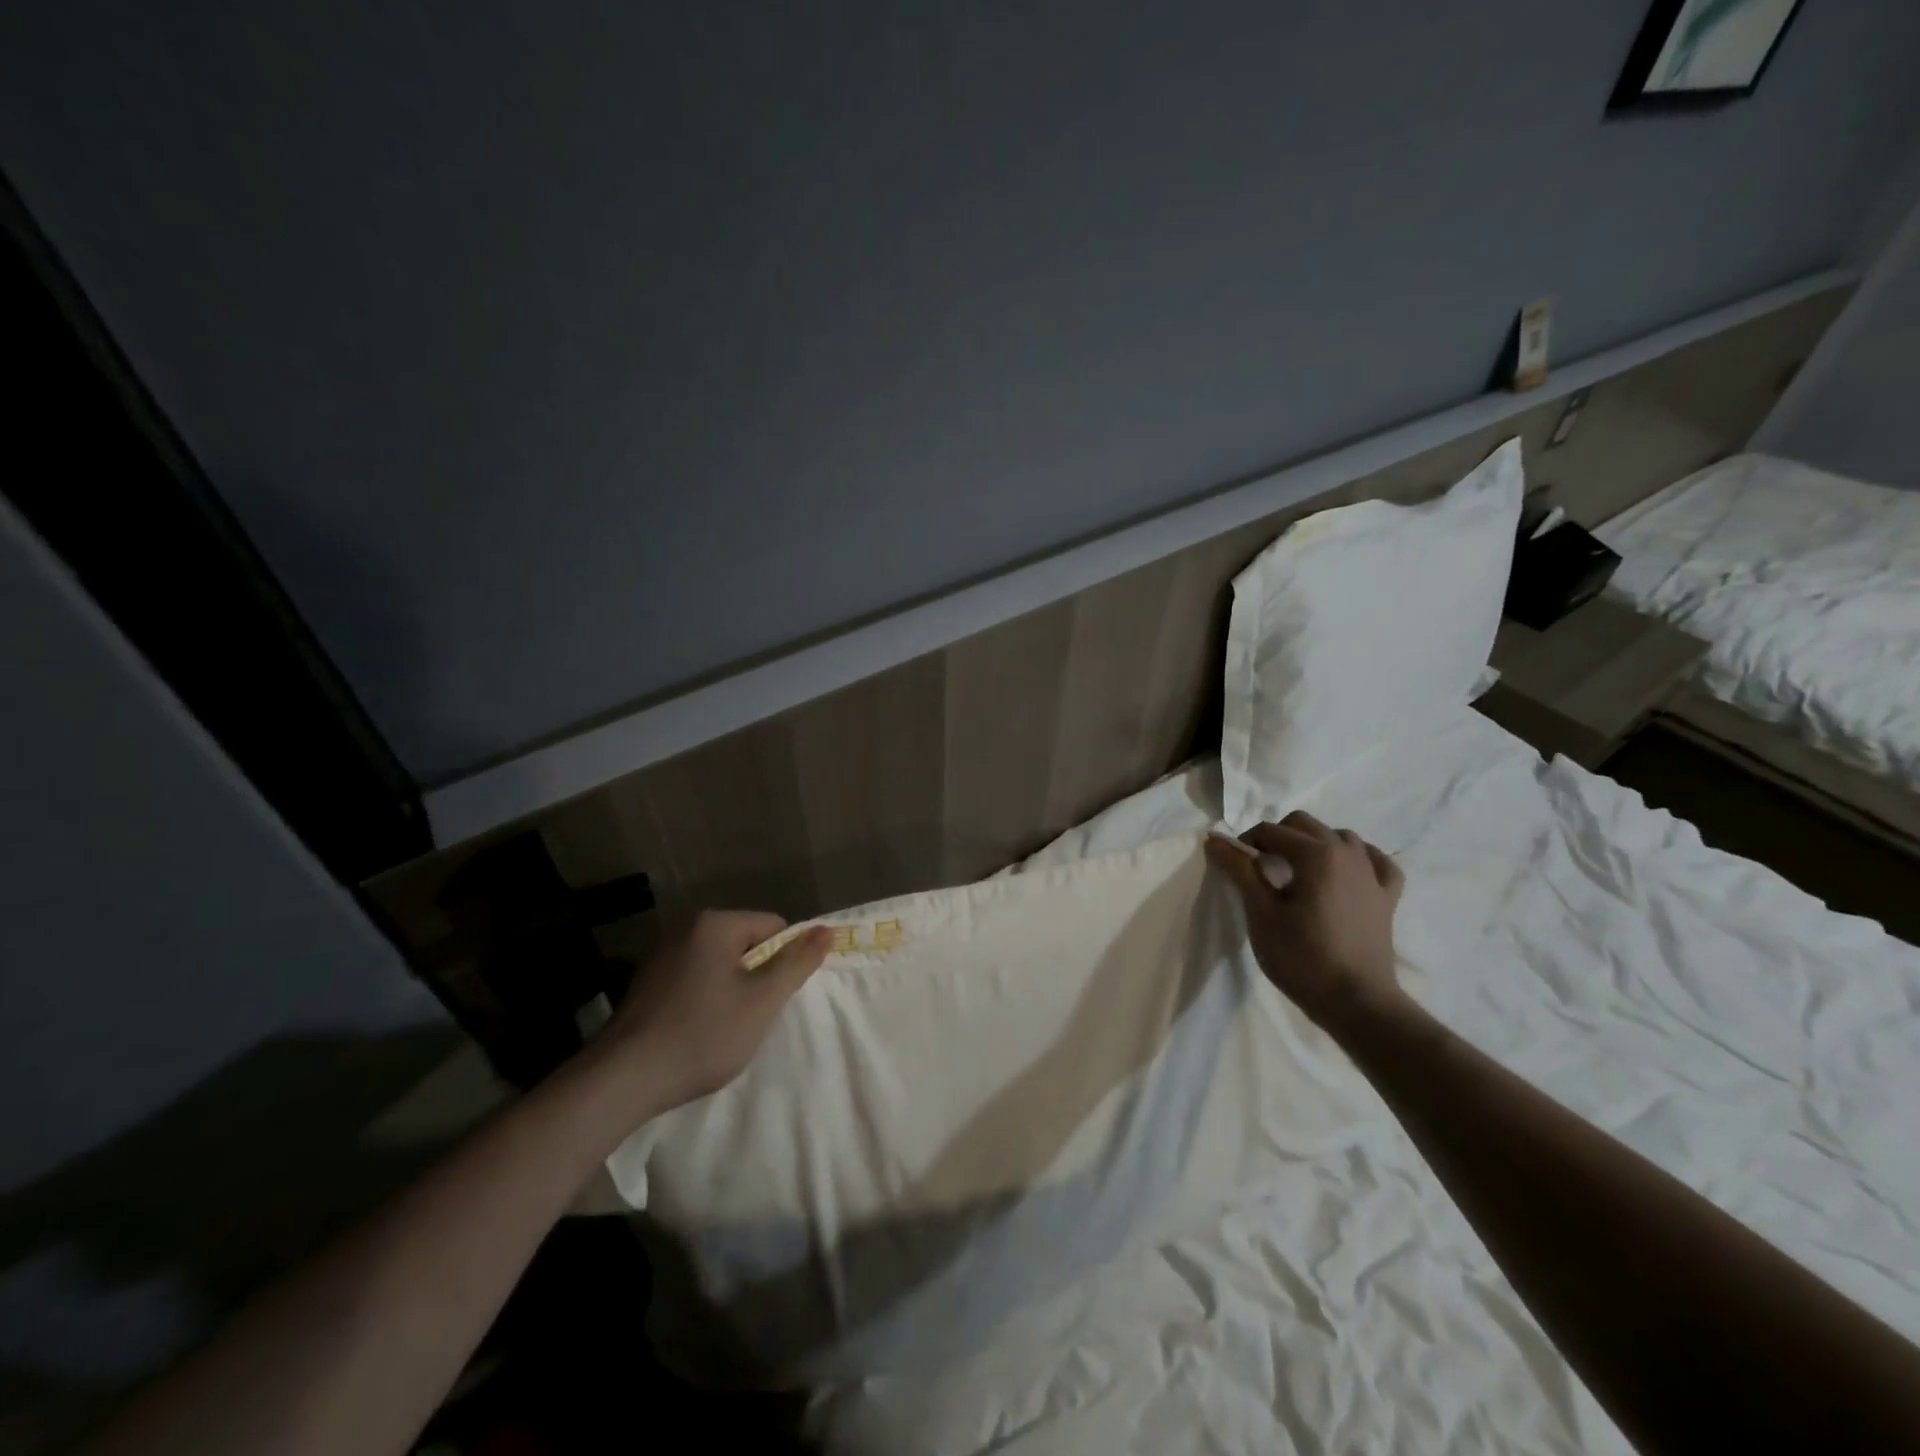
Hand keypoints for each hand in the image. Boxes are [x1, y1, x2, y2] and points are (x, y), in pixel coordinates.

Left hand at [592, 910, 831, 1113]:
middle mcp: (685, 929)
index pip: (773, 927)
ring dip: (731, 990)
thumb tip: (827, 929)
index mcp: (714, 924)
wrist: (623, 1080)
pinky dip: (703, 1000)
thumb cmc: (702, 1035)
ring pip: (719, 964)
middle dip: (756, 976)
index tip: (773, 997)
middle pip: (745, 944)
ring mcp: (661, 956)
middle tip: (751, 1015)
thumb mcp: (762, 1000)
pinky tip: (696, 1033)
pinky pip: (693, 980)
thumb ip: (797, 962)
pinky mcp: (645, 984)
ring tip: (723, 1028)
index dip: (783, 961)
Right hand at [1205, 812, 1408, 1033]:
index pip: (1270, 831)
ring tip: (1296, 872)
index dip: (1244, 844)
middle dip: (1276, 837)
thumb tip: (1215, 840)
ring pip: (1340, 837)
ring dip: (1314, 844)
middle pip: (1304, 824)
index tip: (1232, 866)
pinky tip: (1346, 872)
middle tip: (1258, 868)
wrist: (1357, 1003)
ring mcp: (1372, 873)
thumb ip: (1240, 870)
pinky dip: (1358, 859)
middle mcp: (1347, 853)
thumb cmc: (1302, 958)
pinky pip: (1376, 862)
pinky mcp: (1387, 897)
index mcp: (1316, 853)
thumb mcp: (1261, 913)